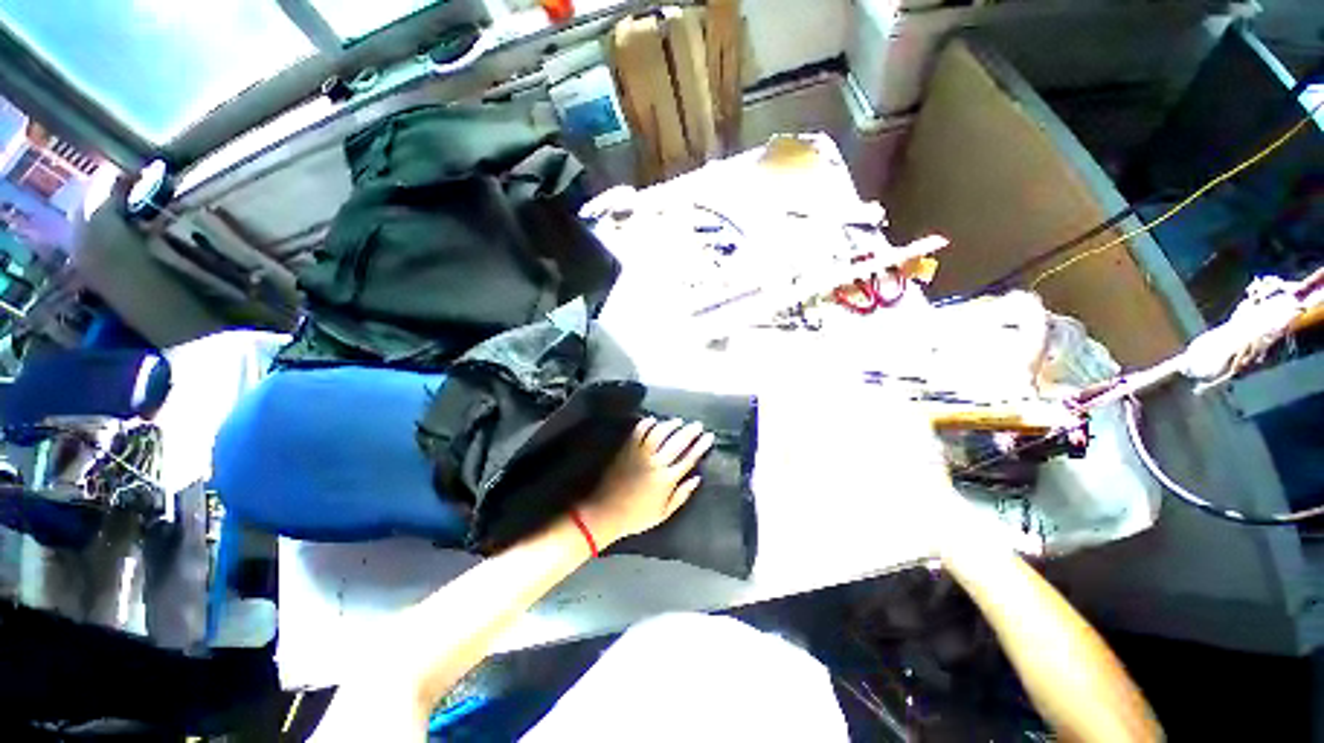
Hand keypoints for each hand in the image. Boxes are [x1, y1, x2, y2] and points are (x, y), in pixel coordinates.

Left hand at [577, 418, 714, 547]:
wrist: (605, 512)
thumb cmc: (636, 516)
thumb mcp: (663, 514)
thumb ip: (681, 496)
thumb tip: (697, 479)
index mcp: (667, 480)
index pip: (689, 458)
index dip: (700, 446)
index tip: (709, 436)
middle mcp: (656, 463)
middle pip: (677, 443)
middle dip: (690, 432)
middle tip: (698, 424)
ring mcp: (640, 454)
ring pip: (659, 433)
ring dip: (670, 425)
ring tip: (678, 421)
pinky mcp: (626, 449)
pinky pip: (638, 432)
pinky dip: (647, 423)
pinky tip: (653, 419)